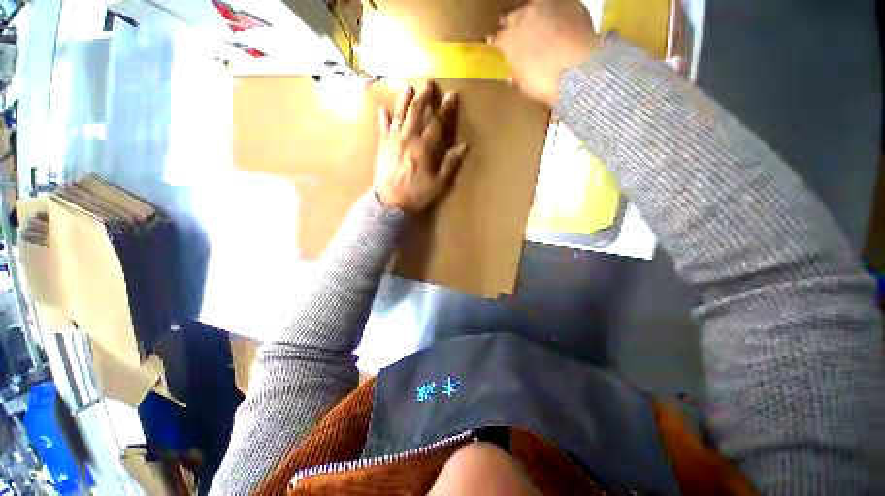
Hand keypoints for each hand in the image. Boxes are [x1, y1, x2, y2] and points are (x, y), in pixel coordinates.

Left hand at [373, 81, 468, 212]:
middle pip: (417, 112)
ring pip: (399, 115)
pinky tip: (382, 109)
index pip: (437, 123)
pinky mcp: (382, 146)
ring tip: (408, 87)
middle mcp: (408, 138)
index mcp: (424, 148)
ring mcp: (393, 140)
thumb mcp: (438, 184)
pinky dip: (383, 118)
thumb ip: (450, 164)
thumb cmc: (416, 194)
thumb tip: (464, 146)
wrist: (390, 202)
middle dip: (424, 96)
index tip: (452, 95)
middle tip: (428, 83)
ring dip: (404, 100)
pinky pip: (383, 128)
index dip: (446, 109)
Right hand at [490, 0, 598, 105]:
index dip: (497, 42)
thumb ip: (516, 70)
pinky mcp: (569, 1)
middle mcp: (523, 17)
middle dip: (513, 24)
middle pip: (513, 16)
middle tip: (518, 33)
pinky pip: (559, 4)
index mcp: (508, 40)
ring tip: (540, 24)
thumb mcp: (523, 83)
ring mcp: (546, 6)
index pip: (497, 37)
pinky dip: (557, 13)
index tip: (498, 45)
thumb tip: (514, 70)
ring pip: (534, 6)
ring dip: (534, 15)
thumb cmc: (544, 83)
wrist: (577, 70)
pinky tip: (562, 23)